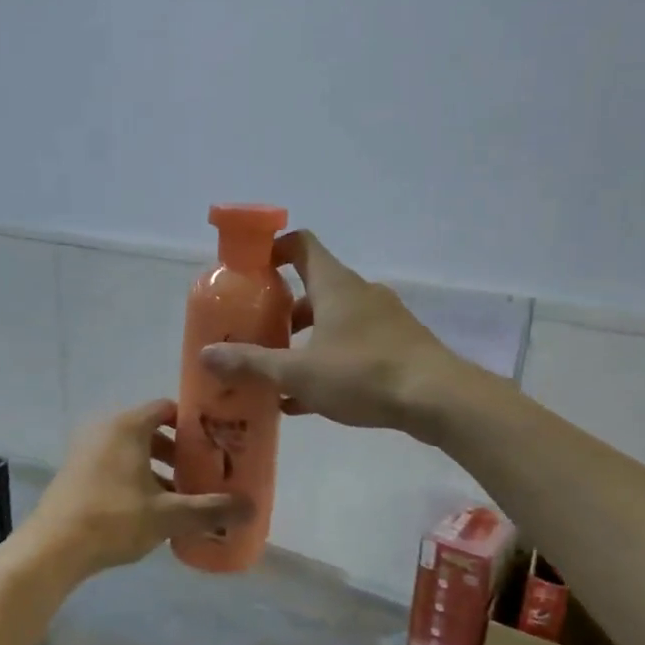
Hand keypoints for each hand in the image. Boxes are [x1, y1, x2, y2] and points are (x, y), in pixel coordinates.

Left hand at [21, 399, 252, 581]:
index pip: (167, 408)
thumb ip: (210, 509)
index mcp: (127, 426)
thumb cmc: (113, 519)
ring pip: (133, 451)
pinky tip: (152, 510)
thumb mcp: (168, 516)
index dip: (194, 424)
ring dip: (159, 469)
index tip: (217, 442)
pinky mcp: (76, 473)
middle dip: (179, 452)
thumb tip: (252, 508)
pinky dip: (136, 479)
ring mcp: (86, 451)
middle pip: (151, 431)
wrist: (51, 549)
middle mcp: (105, 429)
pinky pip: (115, 465)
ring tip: (183, 496)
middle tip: (205, 473)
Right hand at [201, 231, 458, 435]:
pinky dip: (327, 363)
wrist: (438, 399)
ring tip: (276, 373)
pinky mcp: (397, 348)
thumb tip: (205, 355)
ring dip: (303, 342)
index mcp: (335, 285)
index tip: (250, 271)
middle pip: (313, 288)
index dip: (273, 250)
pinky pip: (352, 348)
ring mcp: (383, 321)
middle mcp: (360, 294)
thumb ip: (251, 363)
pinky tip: (304, 400)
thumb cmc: (362, 374)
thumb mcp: (298, 372)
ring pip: (332, 322)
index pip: (301, 244)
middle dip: (281, 311)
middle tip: (255, 333)